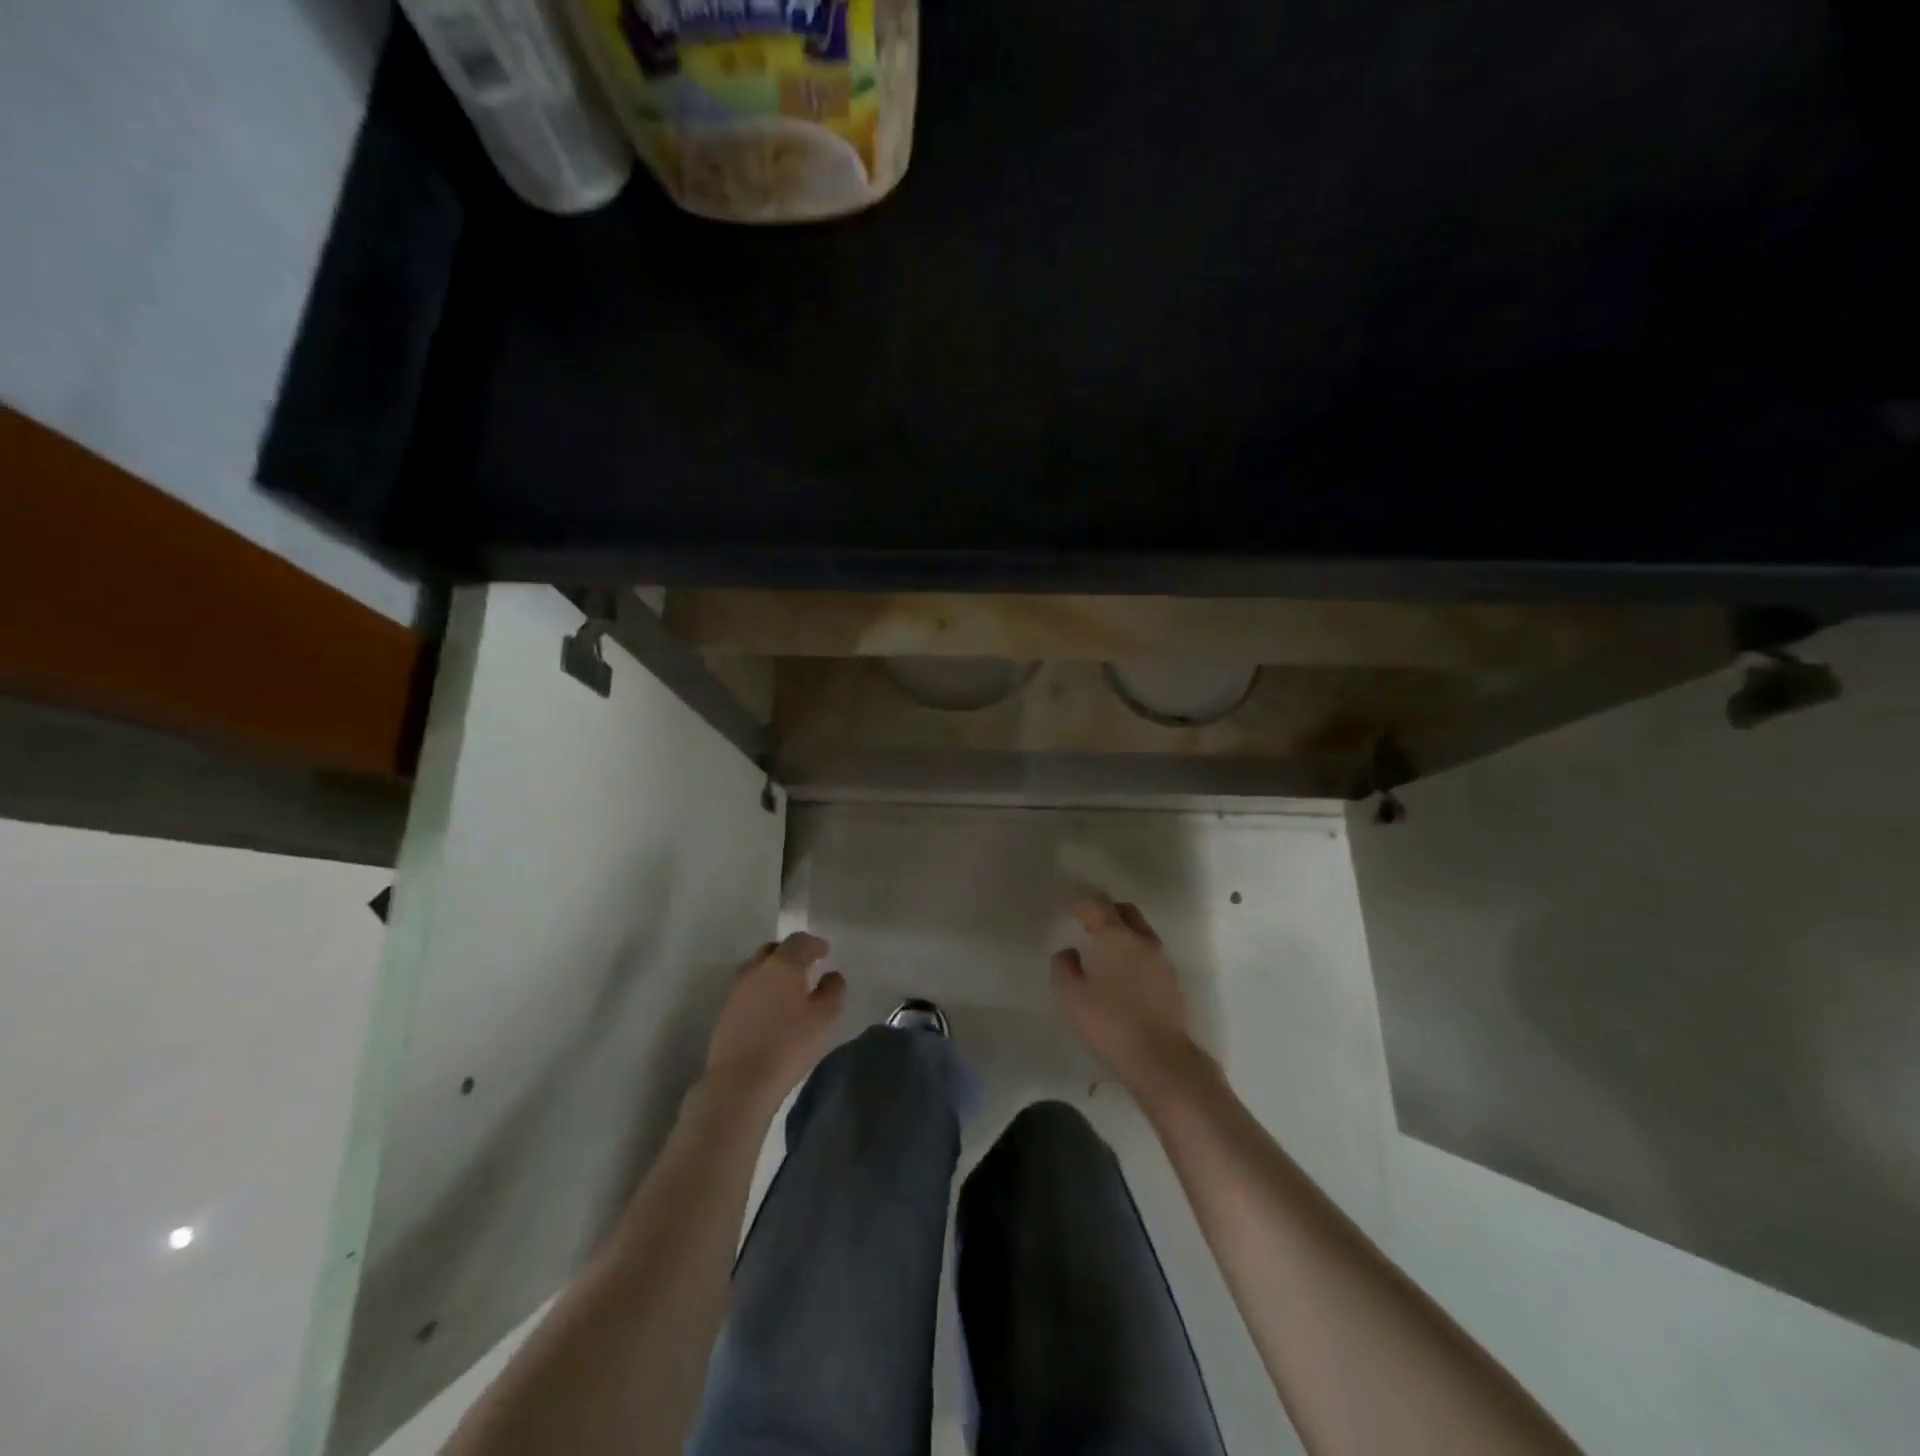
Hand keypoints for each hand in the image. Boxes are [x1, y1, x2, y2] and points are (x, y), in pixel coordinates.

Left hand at [705, 933, 845, 1110]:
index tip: (825, 952)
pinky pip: (747, 990)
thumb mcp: (824, 1018)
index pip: (798, 941)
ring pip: (756, 970)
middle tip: (806, 967)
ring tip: (787, 990)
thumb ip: (833, 990)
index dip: (814, 943)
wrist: (740, 1082)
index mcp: (782, 965)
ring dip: (772, 973)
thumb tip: (831, 976)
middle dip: (790, 954)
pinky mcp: (725, 1013)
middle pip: (773, 950)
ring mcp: (736, 991)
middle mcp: (756, 970)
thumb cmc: (789, 1045)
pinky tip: (770, 1011)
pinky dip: (761, 991)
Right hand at [1052, 894, 1201, 1095]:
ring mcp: (1162, 961)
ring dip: (1123, 932)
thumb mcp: (1070, 996)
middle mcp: (1143, 941)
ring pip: (1141, 932)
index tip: (1070, 906)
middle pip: (1125, 912)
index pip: (1099, 904)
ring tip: (1104, 950)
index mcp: (1117, 937)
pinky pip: (1150, 954)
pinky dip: (1134, 953)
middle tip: (1088, 922)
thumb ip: (1063, 966)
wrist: (1161, 1060)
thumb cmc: (1110, 1023)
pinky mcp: (1172, 982)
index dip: (1082, 901)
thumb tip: (1070, 952)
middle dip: (1106, 911)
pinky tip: (1122, 974)